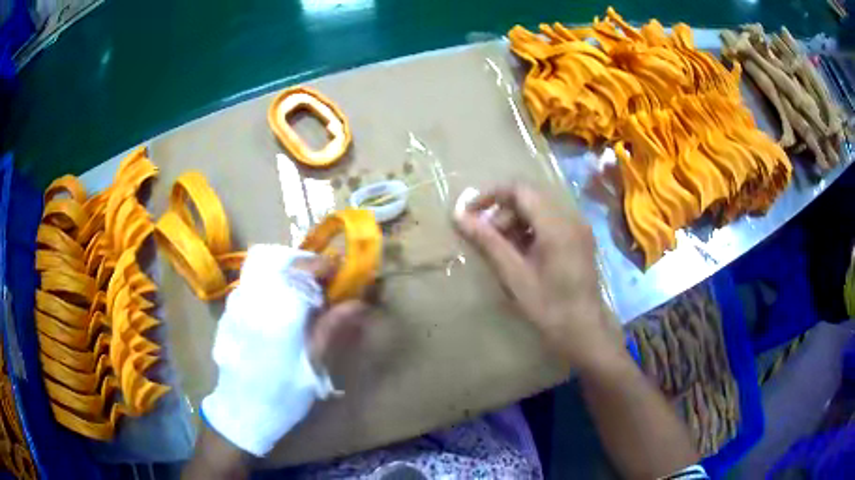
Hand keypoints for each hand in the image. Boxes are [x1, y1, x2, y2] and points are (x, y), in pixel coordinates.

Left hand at [201, 245, 366, 456]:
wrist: (242, 411)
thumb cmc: (282, 392)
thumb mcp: (313, 364)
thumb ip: (333, 328)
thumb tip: (359, 303)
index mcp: (277, 310)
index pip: (303, 268)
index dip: (325, 266)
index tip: (340, 274)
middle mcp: (253, 297)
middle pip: (279, 260)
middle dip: (304, 264)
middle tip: (320, 283)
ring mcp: (236, 302)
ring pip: (262, 268)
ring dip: (286, 272)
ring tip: (302, 294)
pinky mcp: (229, 311)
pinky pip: (251, 282)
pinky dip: (270, 283)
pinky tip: (279, 308)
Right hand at [454, 185, 623, 373]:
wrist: (584, 331)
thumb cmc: (548, 307)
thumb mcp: (514, 275)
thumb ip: (487, 241)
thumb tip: (459, 215)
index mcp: (556, 224)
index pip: (519, 190)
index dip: (491, 196)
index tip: (470, 213)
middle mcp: (571, 217)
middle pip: (530, 198)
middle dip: (503, 213)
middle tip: (487, 240)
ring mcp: (578, 227)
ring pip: (540, 209)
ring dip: (516, 222)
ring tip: (503, 250)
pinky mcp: (580, 238)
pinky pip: (551, 222)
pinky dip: (531, 230)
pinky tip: (522, 254)